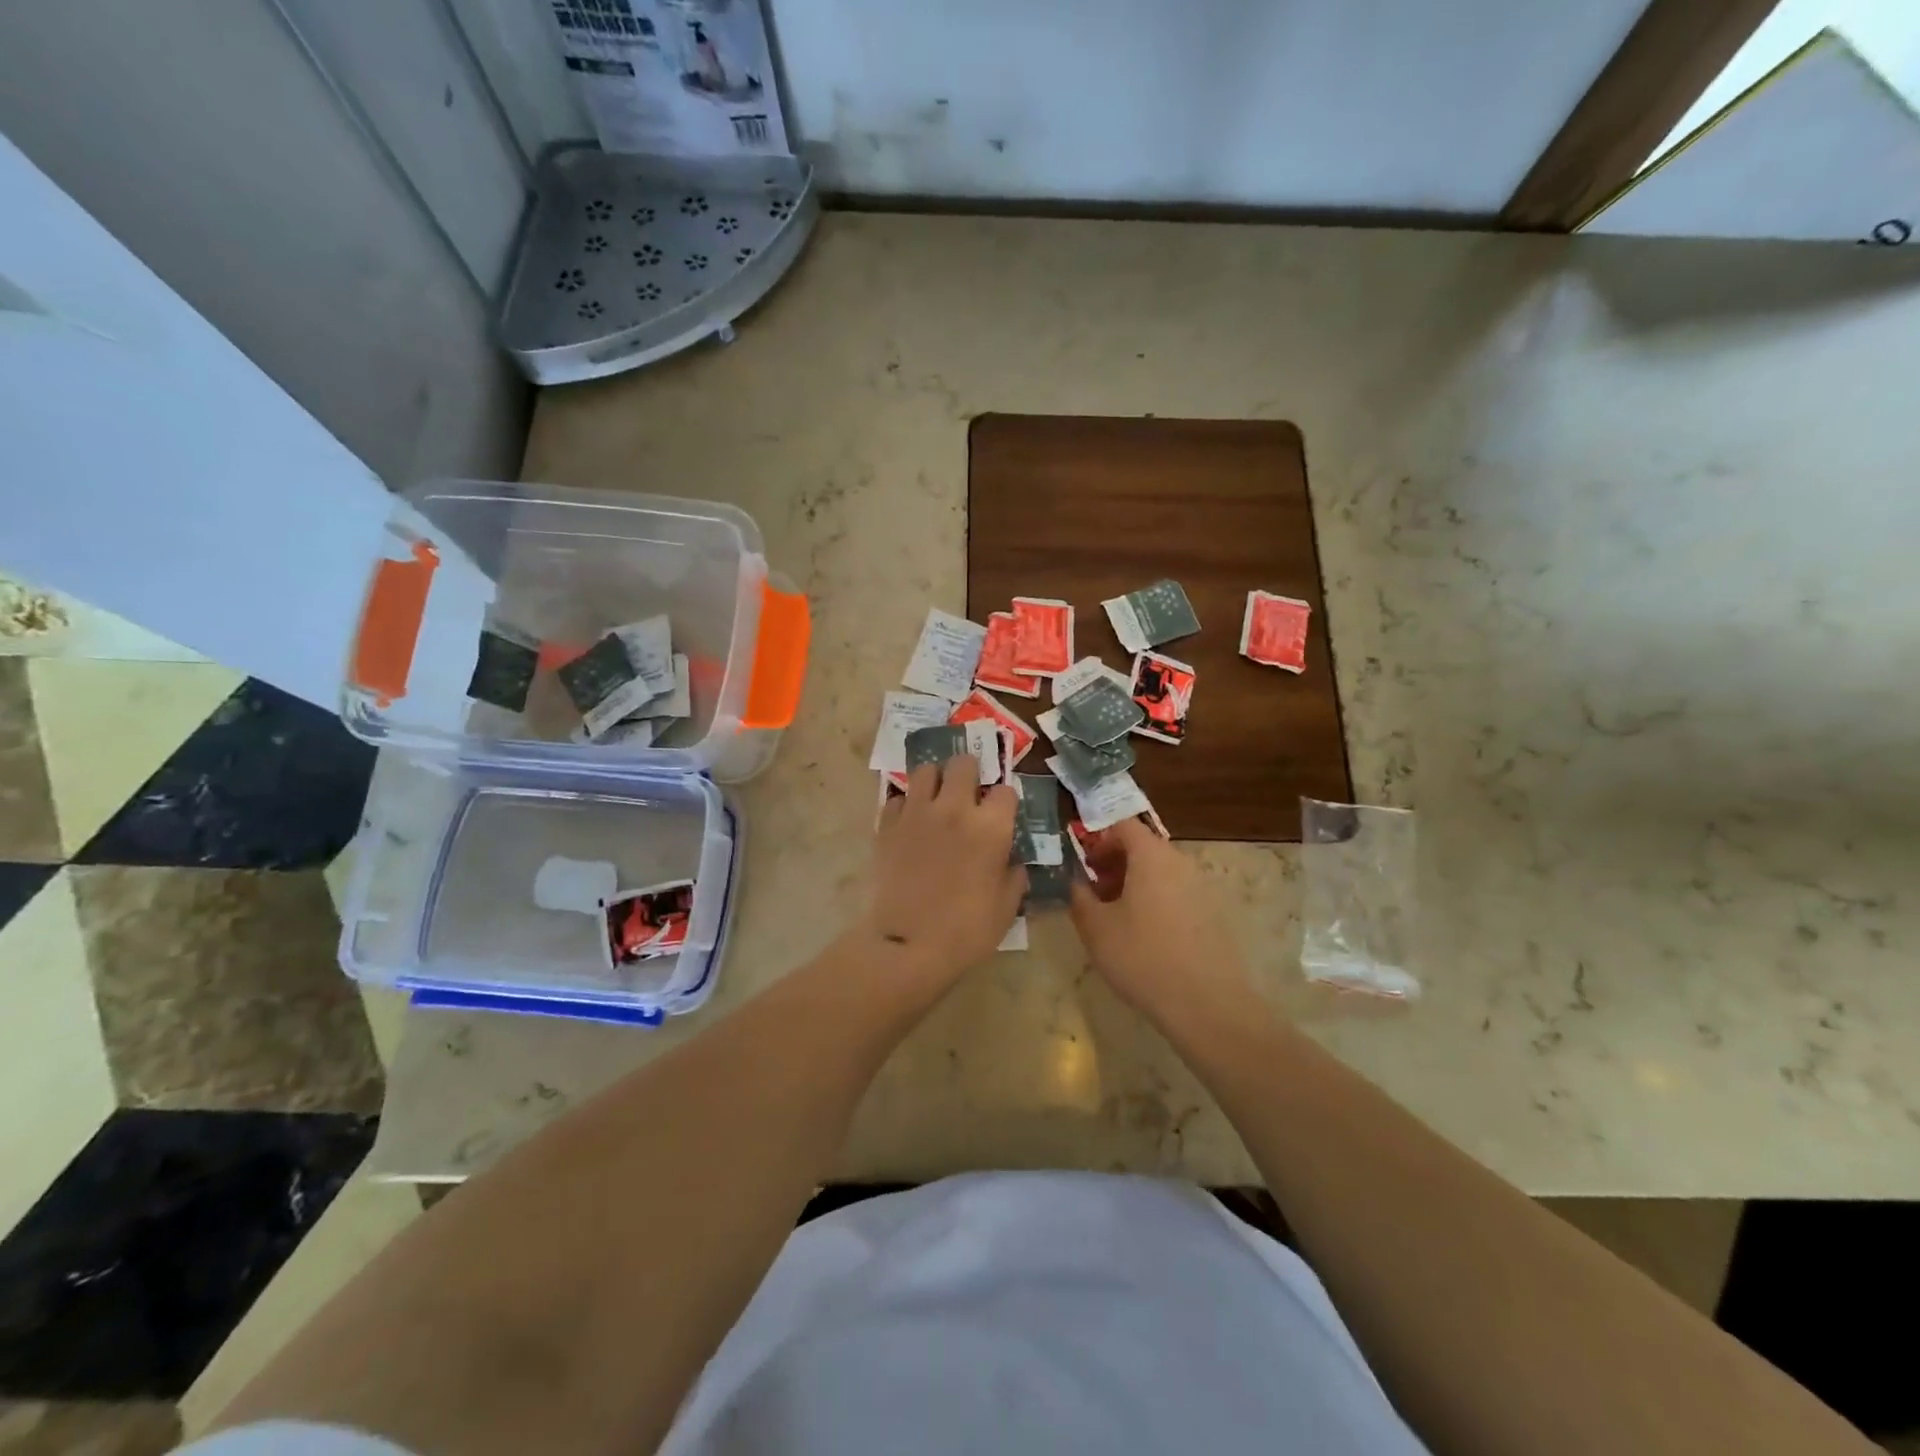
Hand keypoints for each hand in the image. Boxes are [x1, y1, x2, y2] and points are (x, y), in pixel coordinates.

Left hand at [864, 754, 1024, 982]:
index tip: (1001, 817)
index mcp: (991, 827)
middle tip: (968, 795)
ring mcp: (916, 812)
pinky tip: (909, 824)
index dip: (1004, 803)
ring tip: (936, 800)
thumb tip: (1012, 862)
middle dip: (969, 774)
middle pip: (963, 763)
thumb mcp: (1006, 907)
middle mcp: (954, 808)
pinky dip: (905, 806)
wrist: (907, 944)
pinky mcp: (887, 824)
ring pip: (926, 770)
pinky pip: (897, 798)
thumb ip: (1014, 876)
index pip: (1006, 790)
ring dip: (934, 781)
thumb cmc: (966, 931)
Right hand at [1069, 817, 1255, 1024]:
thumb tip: (1074, 881)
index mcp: (1151, 855)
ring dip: (1134, 883)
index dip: (1098, 839)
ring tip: (1115, 916)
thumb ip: (1078, 896)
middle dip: (1114, 863)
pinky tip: (1143, 936)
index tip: (1082, 864)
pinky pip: (1176, 893)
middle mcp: (1180, 862)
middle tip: (1093, 892)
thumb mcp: (1095, 927)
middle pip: (1143, 847)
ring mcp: (1201, 887)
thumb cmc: (1142, 956)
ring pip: (1160, 872)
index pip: (1122, 825)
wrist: (1206, 1004)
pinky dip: (1155, 900)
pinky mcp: (1213, 914)